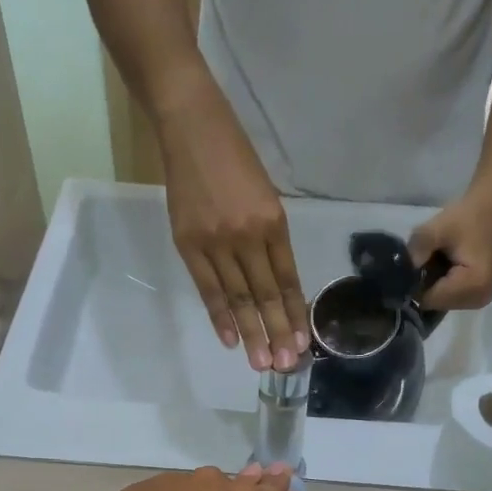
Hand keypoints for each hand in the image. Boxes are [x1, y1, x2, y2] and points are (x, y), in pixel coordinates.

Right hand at [156, 73, 309, 370]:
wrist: (190, 125)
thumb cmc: (233, 156)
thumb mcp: (264, 194)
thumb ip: (269, 239)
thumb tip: (274, 285)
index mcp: (273, 221)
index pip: (288, 279)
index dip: (296, 314)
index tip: (303, 343)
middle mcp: (248, 235)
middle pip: (266, 294)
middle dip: (278, 332)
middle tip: (285, 366)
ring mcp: (216, 241)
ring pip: (239, 297)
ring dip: (252, 333)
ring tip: (261, 364)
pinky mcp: (188, 243)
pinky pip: (208, 288)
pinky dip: (219, 316)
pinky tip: (231, 340)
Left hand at [410, 190, 491, 310]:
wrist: (489, 208)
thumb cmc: (466, 217)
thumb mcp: (437, 228)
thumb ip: (418, 249)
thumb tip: (401, 270)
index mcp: (474, 285)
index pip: (430, 299)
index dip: (415, 285)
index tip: (411, 266)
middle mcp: (478, 299)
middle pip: (435, 303)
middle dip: (424, 285)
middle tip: (425, 260)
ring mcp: (479, 300)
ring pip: (440, 302)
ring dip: (432, 285)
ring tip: (436, 262)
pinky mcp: (477, 296)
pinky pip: (449, 298)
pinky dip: (441, 286)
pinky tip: (442, 268)